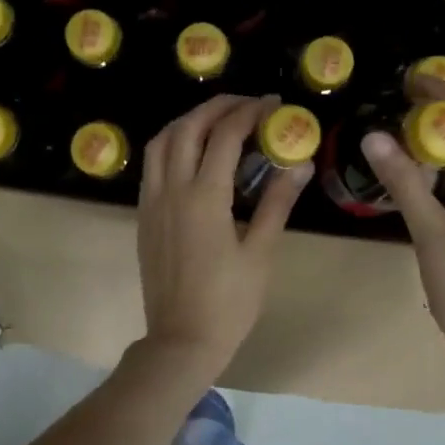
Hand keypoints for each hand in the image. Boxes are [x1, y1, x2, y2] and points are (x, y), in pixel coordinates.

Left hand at [136, 94, 309, 379]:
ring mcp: (152, 203)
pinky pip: (152, 166)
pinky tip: (192, 155)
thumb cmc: (229, 302)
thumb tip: (300, 164)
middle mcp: (171, 190)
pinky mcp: (144, 217)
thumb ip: (278, 203)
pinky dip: (172, 145)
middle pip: (187, 128)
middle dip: (216, 107)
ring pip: (161, 143)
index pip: (225, 136)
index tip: (272, 105)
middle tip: (246, 104)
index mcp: (204, 197)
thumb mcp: (260, 253)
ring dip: (188, 121)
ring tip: (217, 120)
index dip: (249, 113)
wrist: (181, 340)